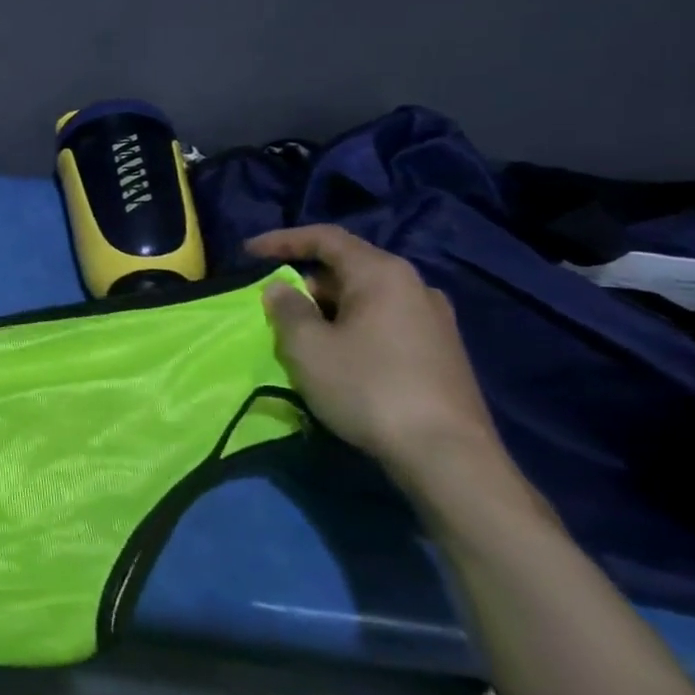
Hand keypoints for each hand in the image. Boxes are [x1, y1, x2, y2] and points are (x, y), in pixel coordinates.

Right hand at [246, 225, 499, 484]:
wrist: (447, 455)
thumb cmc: (367, 387)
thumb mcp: (307, 346)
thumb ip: (286, 309)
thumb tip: (280, 288)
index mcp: (382, 275)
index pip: (325, 238)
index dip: (282, 241)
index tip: (247, 253)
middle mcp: (414, 287)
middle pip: (347, 269)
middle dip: (304, 281)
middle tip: (270, 304)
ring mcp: (433, 320)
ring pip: (365, 299)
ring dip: (327, 308)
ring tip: (298, 332)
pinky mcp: (440, 351)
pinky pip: (383, 322)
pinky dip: (351, 327)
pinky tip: (336, 355)